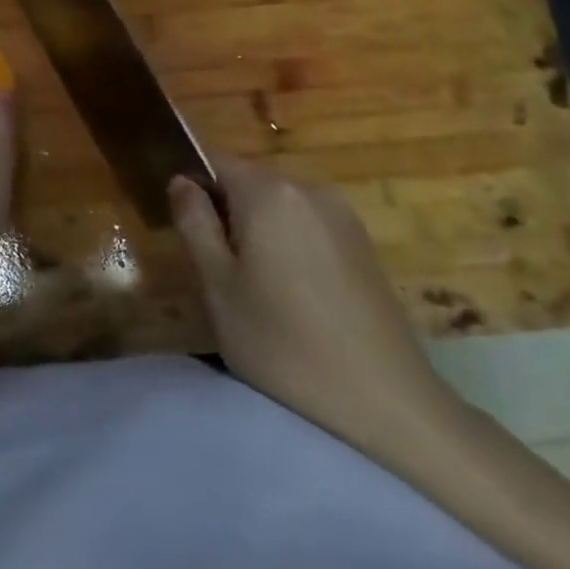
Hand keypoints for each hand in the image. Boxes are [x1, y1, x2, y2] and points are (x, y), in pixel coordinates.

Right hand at [169, 156, 456, 463]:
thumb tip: (181, 181)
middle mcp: (308, 188)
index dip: (193, 189)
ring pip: (280, 207)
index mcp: (268, 191)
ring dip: (261, 232)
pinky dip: (292, 247)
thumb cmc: (284, 346)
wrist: (388, 407)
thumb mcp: (218, 287)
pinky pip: (310, 227)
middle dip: (227, 213)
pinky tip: (296, 298)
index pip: (214, 161)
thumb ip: (194, 223)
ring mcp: (343, 215)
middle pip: (249, 182)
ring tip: (258, 291)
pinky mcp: (366, 246)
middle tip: (219, 272)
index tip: (187, 233)